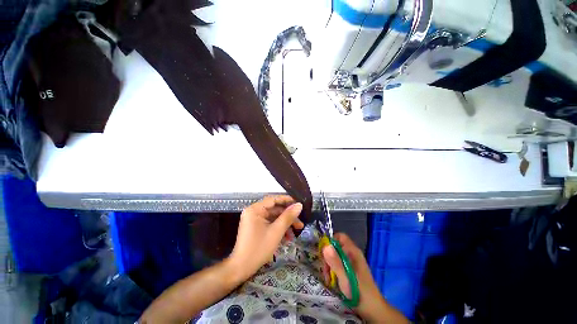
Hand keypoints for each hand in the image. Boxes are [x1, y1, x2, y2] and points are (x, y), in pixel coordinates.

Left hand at [229, 195, 303, 280]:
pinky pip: (270, 223)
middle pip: (274, 209)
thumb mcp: (276, 231)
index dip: (287, 200)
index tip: (298, 203)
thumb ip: (288, 216)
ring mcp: (254, 220)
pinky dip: (279, 228)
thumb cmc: (258, 248)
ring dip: (285, 223)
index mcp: (255, 209)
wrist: (241, 269)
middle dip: (288, 215)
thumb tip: (299, 205)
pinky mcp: (256, 227)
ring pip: (274, 217)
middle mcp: (254, 211)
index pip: (273, 199)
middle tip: (300, 221)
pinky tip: (288, 237)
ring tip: (297, 230)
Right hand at [322, 233, 407, 322]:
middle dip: (328, 256)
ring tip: (328, 278)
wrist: (372, 309)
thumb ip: (335, 262)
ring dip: (329, 265)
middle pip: (335, 246)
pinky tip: (332, 280)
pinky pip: (338, 263)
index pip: (339, 237)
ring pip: (335, 256)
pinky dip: (333, 270)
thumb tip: (325, 246)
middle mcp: (352, 254)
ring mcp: (351, 262)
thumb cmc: (359, 292)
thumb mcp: (345, 277)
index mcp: (353, 251)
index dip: (330, 241)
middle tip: (325, 270)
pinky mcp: (350, 269)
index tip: (323, 253)